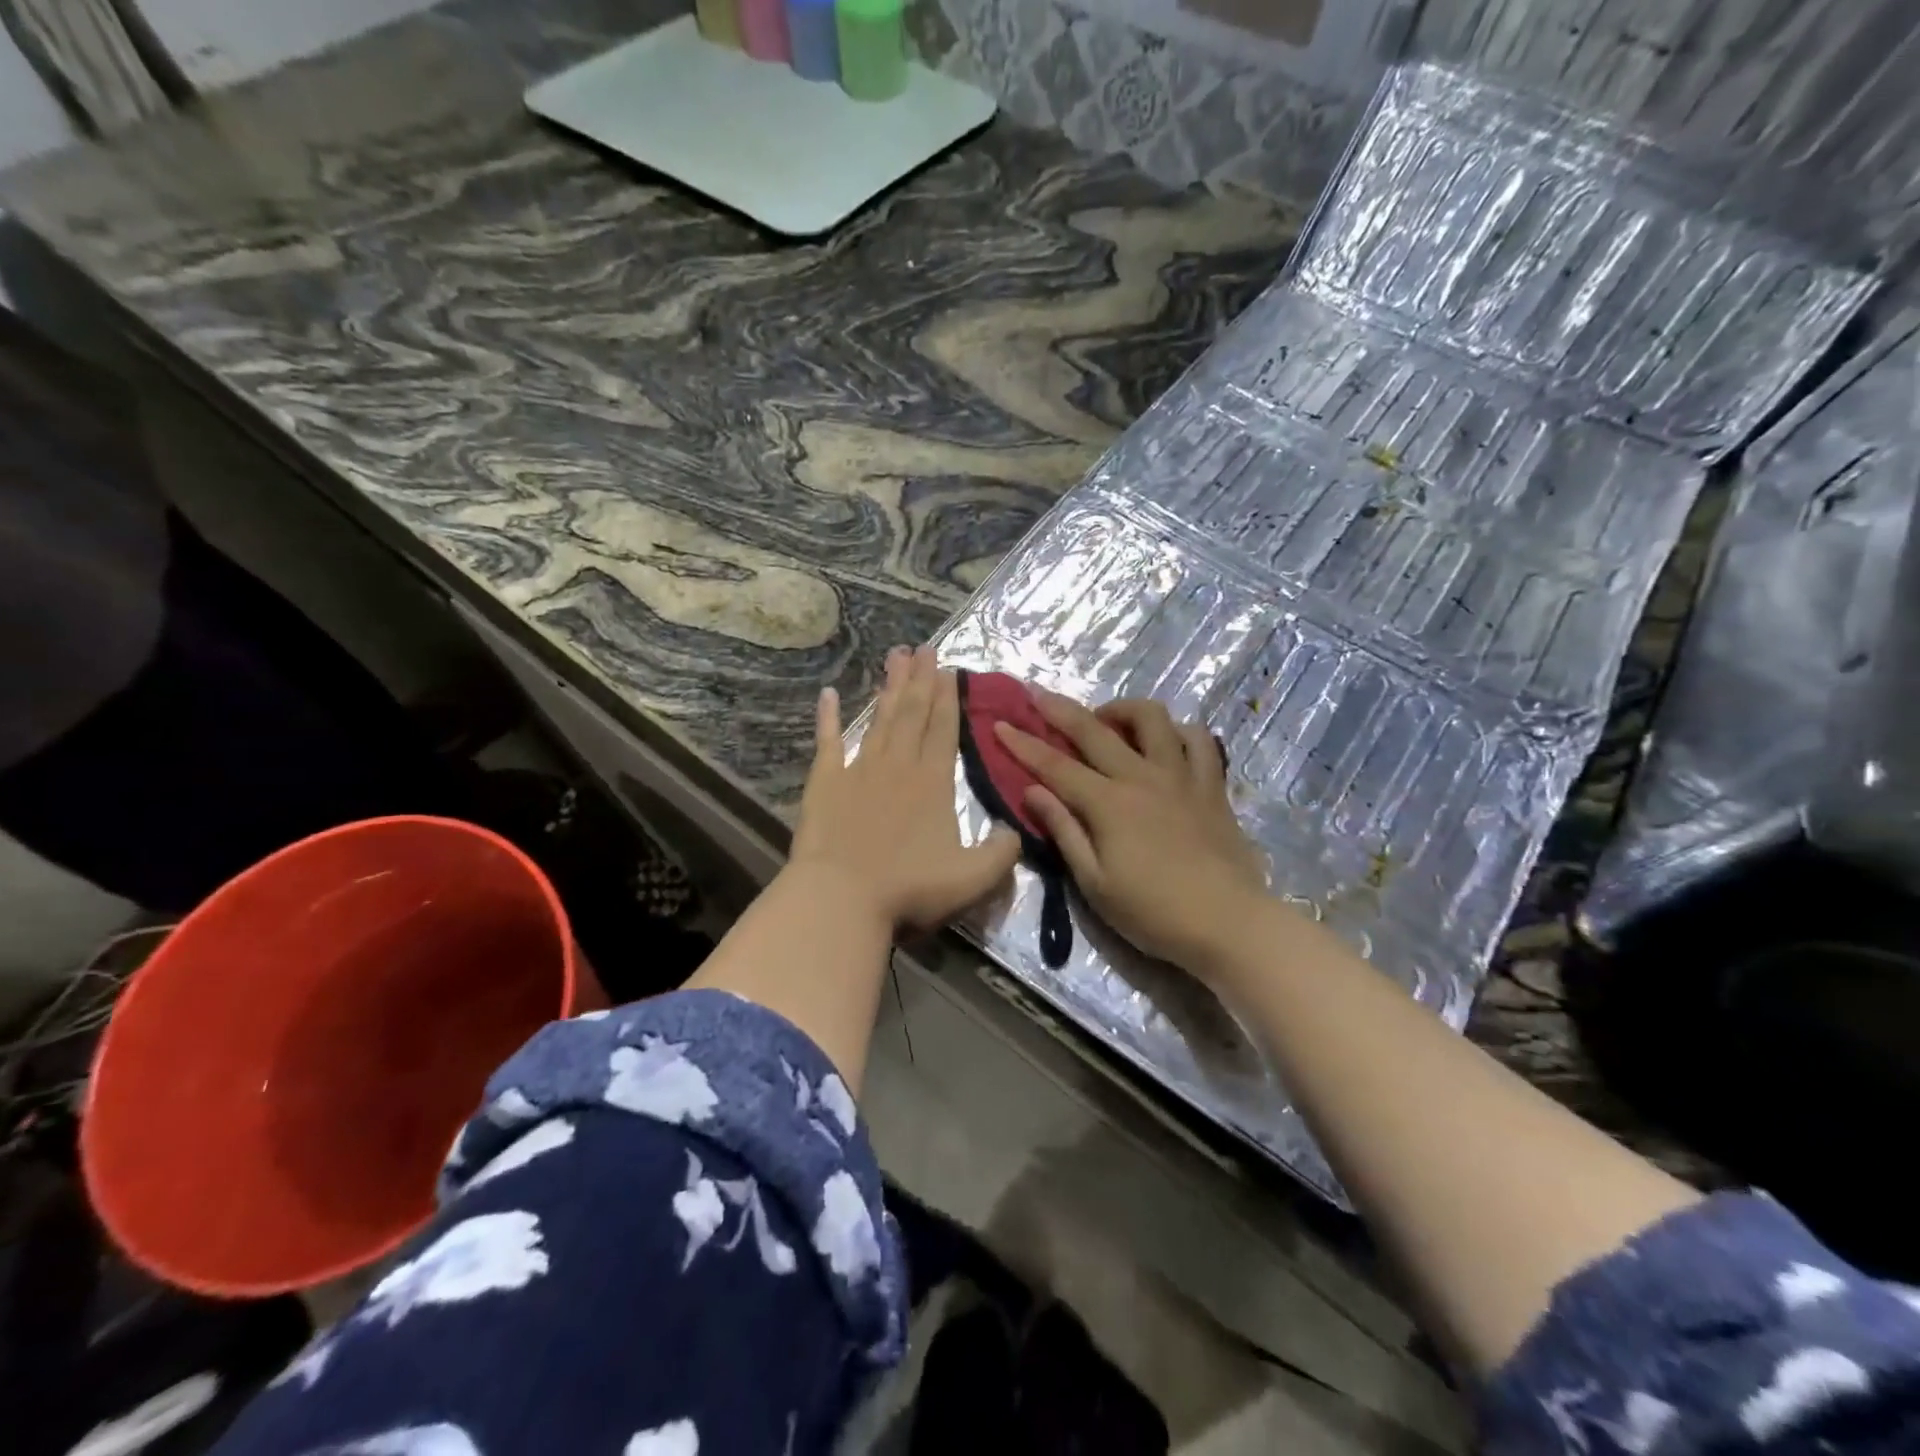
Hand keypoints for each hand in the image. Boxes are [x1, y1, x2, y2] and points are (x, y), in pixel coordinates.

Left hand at [790, 646, 1020, 933]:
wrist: (842, 896)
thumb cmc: (909, 888)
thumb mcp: (972, 878)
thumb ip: (1001, 853)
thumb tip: (1016, 830)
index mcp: (933, 782)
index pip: (944, 730)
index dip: (948, 698)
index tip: (949, 669)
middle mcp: (898, 765)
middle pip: (913, 713)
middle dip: (921, 679)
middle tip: (924, 647)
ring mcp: (859, 769)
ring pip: (879, 718)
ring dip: (889, 687)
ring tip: (895, 655)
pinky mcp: (825, 781)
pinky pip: (828, 741)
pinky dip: (828, 717)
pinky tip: (829, 693)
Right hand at [996, 694, 1268, 975]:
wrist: (1229, 924)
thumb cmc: (1153, 912)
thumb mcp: (1095, 883)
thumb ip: (1064, 831)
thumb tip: (1033, 791)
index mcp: (1108, 804)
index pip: (1055, 765)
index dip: (1023, 744)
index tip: (999, 724)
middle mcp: (1142, 777)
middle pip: (1094, 730)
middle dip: (1059, 709)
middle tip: (1037, 694)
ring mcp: (1181, 776)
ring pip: (1152, 718)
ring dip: (1122, 709)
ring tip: (1107, 721)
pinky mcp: (1211, 785)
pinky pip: (1198, 739)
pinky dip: (1177, 731)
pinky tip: (1165, 741)